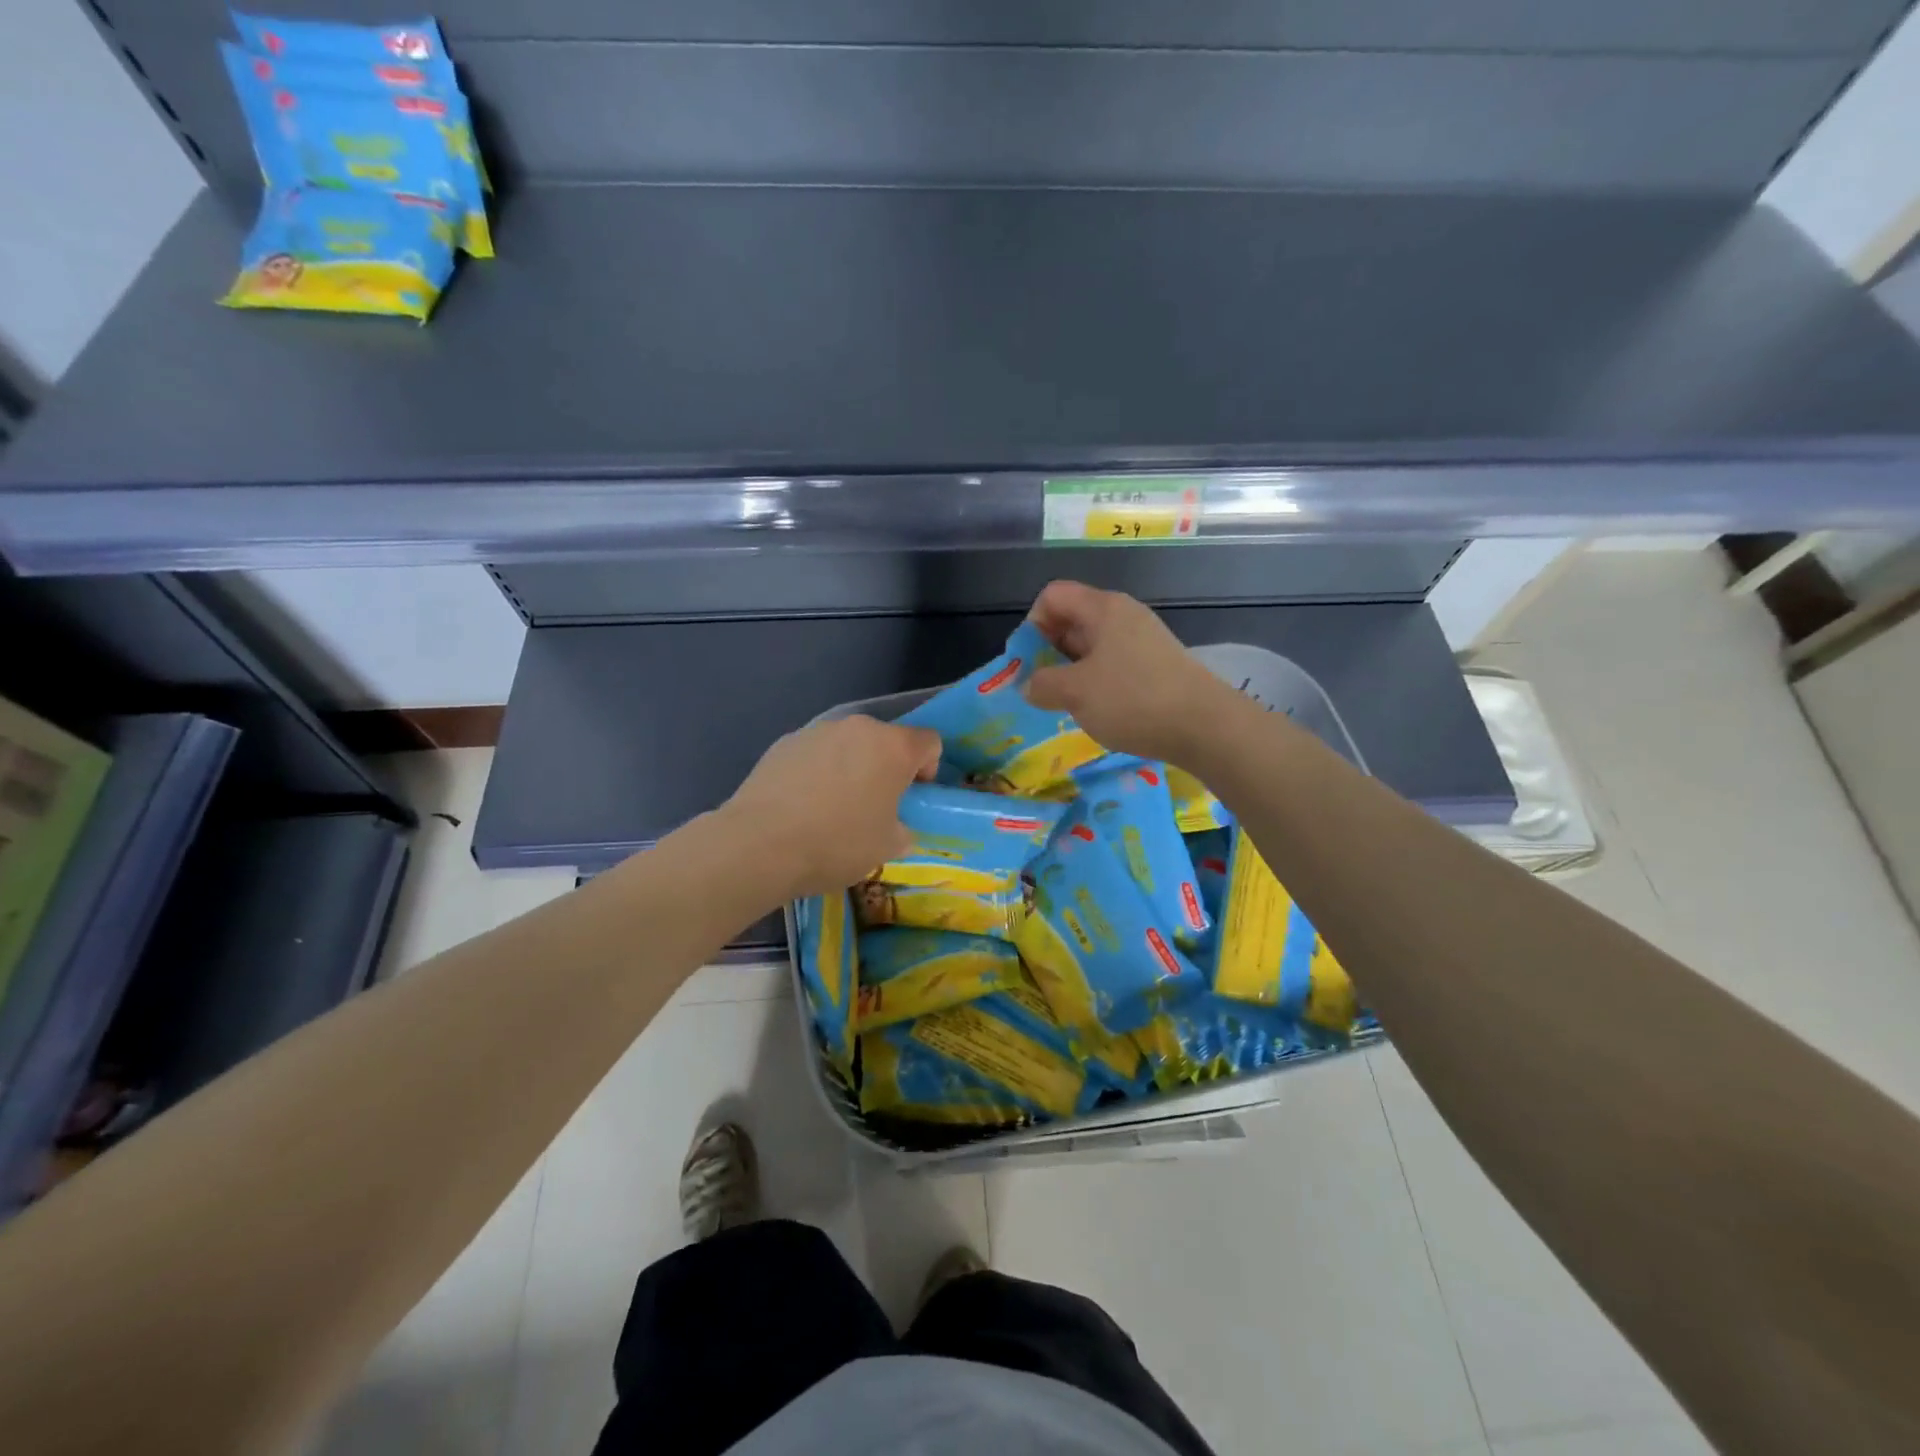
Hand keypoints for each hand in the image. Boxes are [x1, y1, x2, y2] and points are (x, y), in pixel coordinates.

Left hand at [723, 715, 941, 899]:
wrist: (760, 844)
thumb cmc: (837, 843)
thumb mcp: (887, 847)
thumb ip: (902, 828)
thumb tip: (894, 825)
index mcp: (893, 747)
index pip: (929, 741)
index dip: (928, 768)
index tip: (911, 797)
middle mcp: (858, 727)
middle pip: (885, 740)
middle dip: (885, 768)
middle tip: (873, 806)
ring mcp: (817, 731)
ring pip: (847, 745)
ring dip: (850, 768)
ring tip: (831, 808)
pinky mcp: (784, 742)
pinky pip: (814, 754)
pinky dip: (816, 772)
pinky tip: (801, 805)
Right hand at [1023, 581, 1235, 762]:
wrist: (1205, 726)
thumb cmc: (1133, 699)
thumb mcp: (1075, 692)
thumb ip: (1042, 684)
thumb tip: (1029, 684)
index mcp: (1102, 608)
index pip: (1052, 595)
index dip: (1032, 624)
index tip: (1028, 662)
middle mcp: (1123, 615)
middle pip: (1072, 619)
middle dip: (1049, 651)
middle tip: (1043, 688)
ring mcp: (1143, 640)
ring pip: (1093, 646)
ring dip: (1072, 671)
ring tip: (1068, 704)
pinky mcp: (1156, 665)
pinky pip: (1114, 664)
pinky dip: (1098, 682)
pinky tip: (1100, 710)